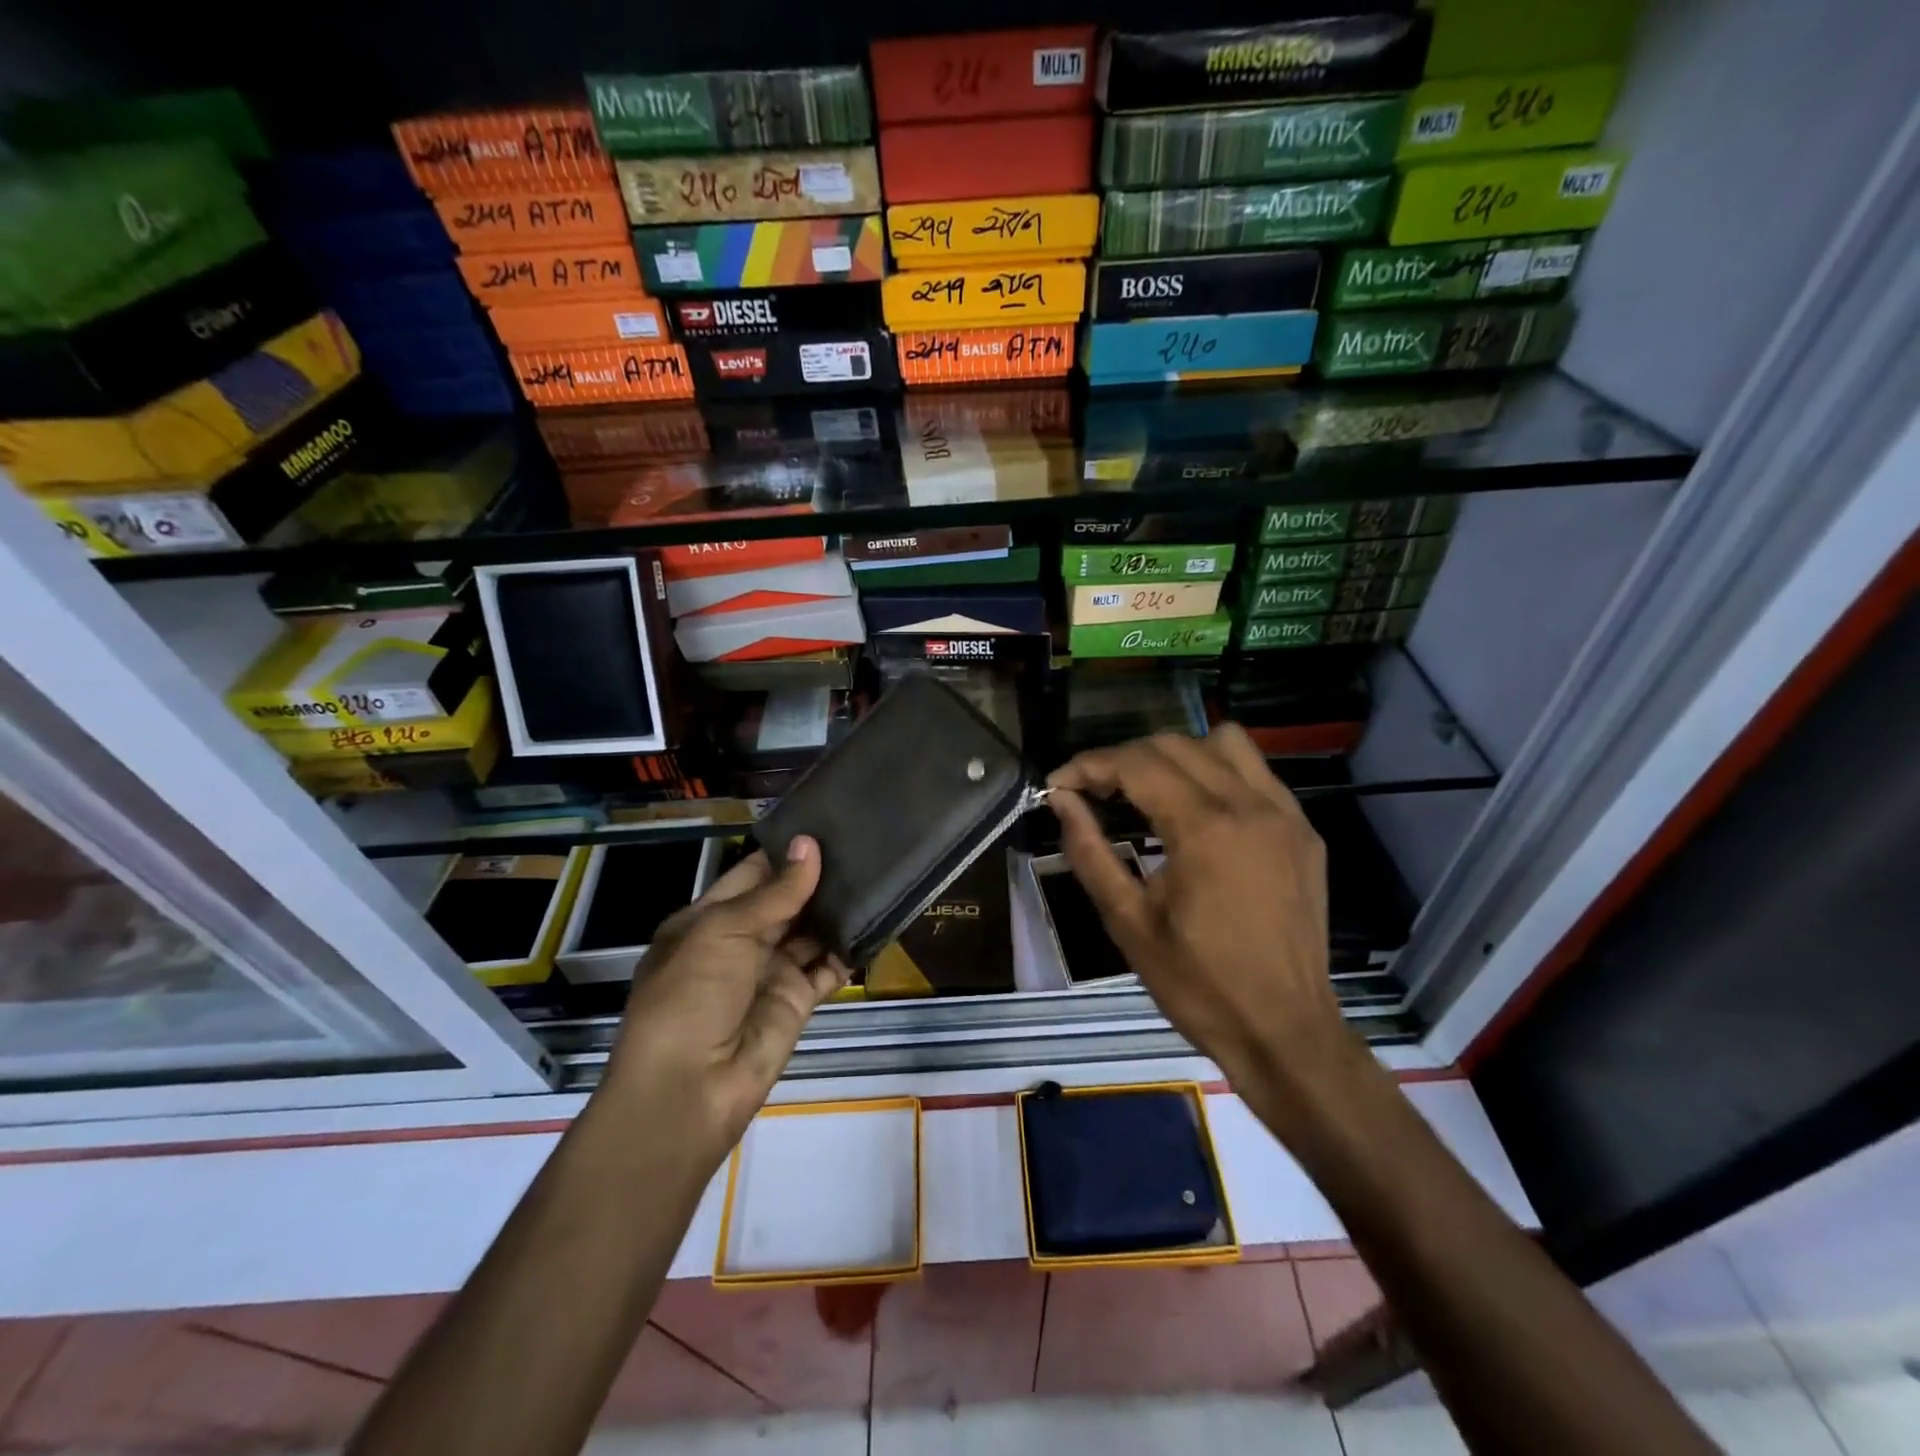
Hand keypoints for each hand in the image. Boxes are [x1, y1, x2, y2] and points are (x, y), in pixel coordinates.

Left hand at [602, 837, 850, 1162]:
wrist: (689, 1088)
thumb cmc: (691, 995)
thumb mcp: (724, 931)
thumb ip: (775, 891)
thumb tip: (810, 845)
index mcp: (708, 919)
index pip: (753, 874)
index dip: (786, 852)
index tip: (827, 822)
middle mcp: (740, 942)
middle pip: (785, 901)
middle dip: (818, 877)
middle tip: (865, 841)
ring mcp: (770, 972)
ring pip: (810, 931)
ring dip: (838, 908)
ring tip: (879, 872)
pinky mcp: (798, 1001)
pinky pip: (828, 967)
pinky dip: (851, 948)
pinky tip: (879, 920)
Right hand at [1047, 726, 1353, 1095]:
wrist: (1284, 1031)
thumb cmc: (1198, 984)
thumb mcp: (1128, 922)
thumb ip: (1089, 851)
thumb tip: (1061, 800)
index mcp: (1204, 829)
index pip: (1136, 764)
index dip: (1088, 766)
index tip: (1058, 785)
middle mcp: (1249, 805)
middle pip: (1174, 745)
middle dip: (1124, 758)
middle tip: (1094, 792)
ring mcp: (1285, 814)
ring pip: (1223, 743)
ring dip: (1176, 755)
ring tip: (1148, 790)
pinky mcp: (1303, 831)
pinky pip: (1257, 773)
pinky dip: (1218, 773)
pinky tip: (1198, 810)